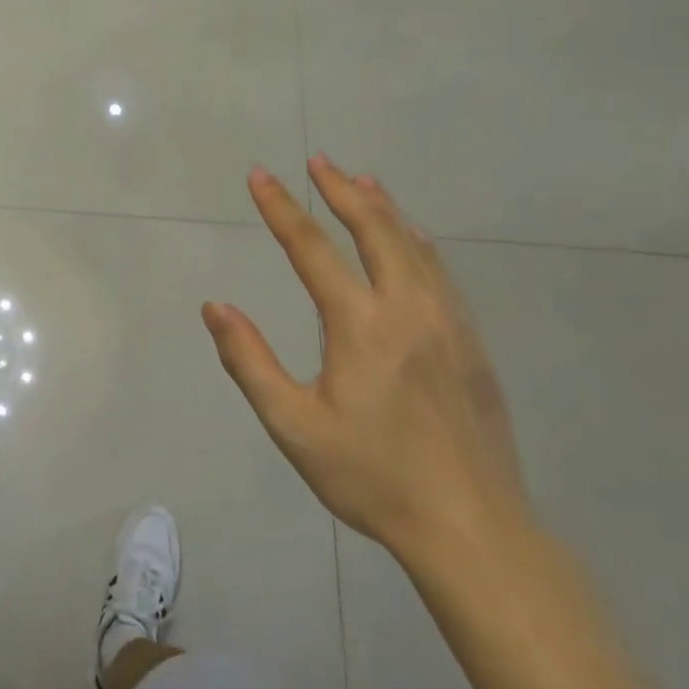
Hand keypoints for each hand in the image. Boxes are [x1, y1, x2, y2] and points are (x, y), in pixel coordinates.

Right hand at [202, 156, 533, 564]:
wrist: (472, 528)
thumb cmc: (372, 477)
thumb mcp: (293, 426)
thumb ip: (249, 361)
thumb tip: (215, 307)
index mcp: (362, 326)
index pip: (313, 250)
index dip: (283, 209)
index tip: (261, 176)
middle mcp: (409, 309)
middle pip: (374, 230)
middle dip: (341, 191)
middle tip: (318, 161)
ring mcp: (449, 323)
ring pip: (414, 246)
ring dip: (383, 208)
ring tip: (361, 181)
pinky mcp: (471, 343)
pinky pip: (440, 272)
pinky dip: (416, 241)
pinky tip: (412, 238)